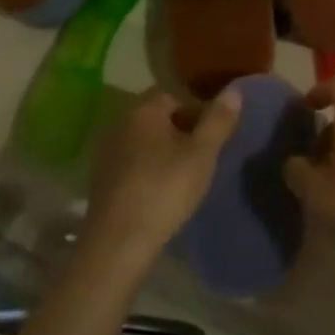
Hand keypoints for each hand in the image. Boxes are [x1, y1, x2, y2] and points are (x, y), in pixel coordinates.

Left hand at [83, 89, 239, 266]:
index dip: (198, 112)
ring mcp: (106, 152)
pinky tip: (162, 192)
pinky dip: (148, 171)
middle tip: (204, 156)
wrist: (118, 243)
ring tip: (186, 176)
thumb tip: (234, 90)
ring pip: (144, 142)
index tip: (214, 136)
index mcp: (143, 109)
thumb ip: (218, 119)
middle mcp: (120, 123)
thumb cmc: (165, 189)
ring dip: (164, 152)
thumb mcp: (202, 153)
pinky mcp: (100, 180)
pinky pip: (132, 164)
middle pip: (158, 118)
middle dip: (182, 131)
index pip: (174, 96)